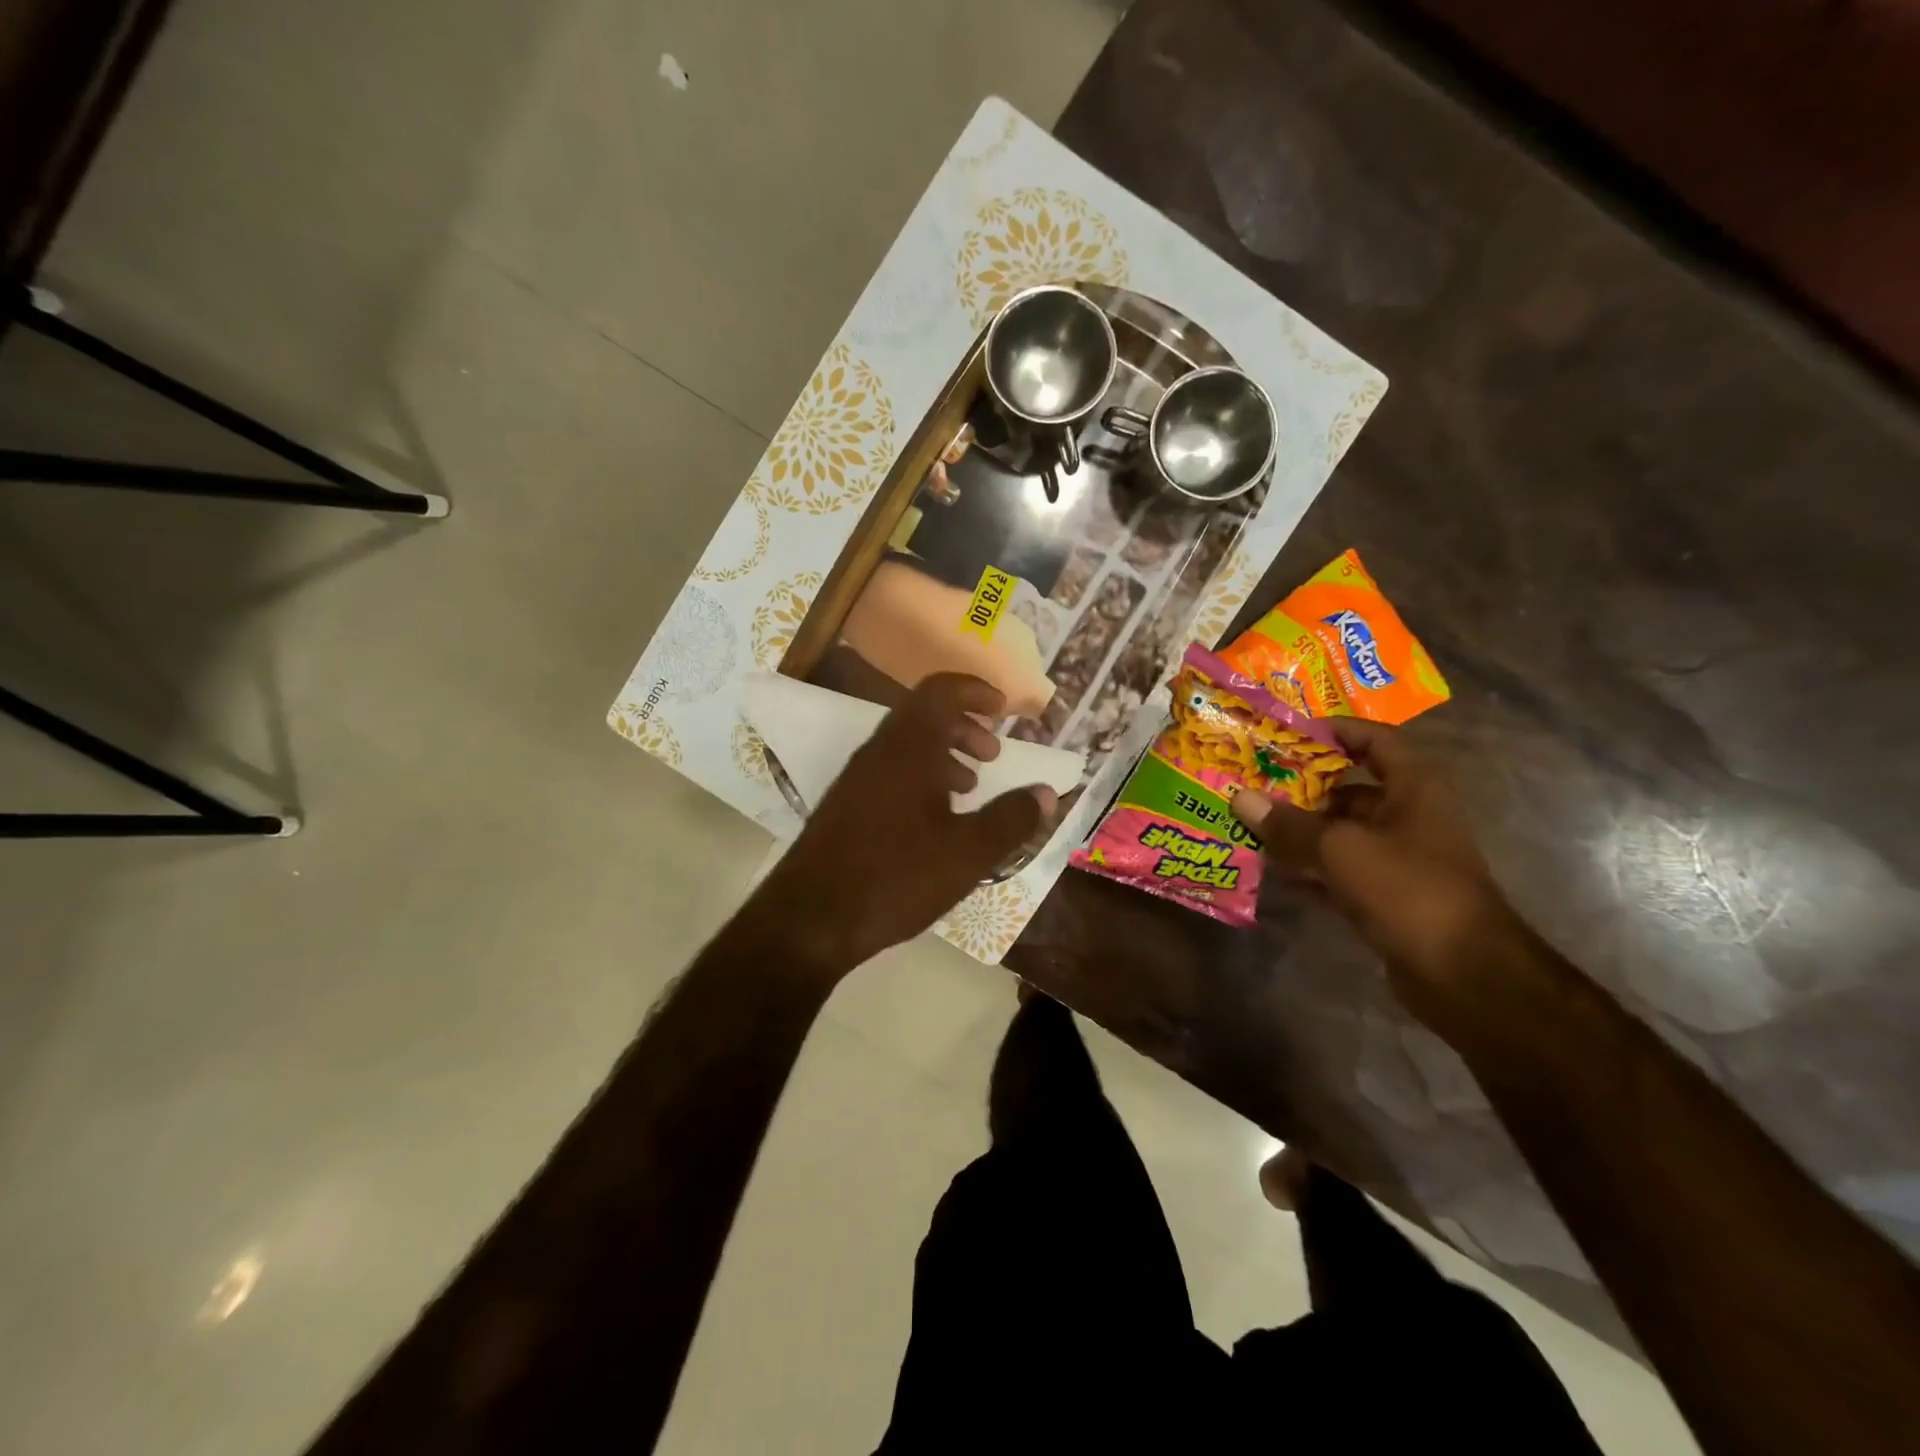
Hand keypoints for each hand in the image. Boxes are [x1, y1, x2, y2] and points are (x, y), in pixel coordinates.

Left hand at [748, 674, 1054, 975]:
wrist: (810, 918)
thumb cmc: (896, 876)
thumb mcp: (968, 853)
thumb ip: (1011, 819)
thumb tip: (1047, 793)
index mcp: (909, 748)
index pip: (941, 690)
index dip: (975, 691)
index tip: (1004, 710)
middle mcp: (880, 752)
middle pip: (924, 714)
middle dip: (965, 726)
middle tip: (993, 753)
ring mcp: (857, 778)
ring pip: (907, 745)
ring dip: (944, 754)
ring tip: (970, 787)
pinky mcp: (846, 804)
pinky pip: (891, 770)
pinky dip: (921, 777)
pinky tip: (935, 820)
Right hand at [1230, 718, 1523, 1027]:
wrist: (1465, 975)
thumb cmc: (1409, 889)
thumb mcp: (1341, 849)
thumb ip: (1289, 824)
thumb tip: (1240, 798)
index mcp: (1413, 789)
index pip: (1376, 740)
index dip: (1336, 731)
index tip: (1288, 734)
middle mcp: (1409, 817)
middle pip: (1350, 788)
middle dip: (1302, 785)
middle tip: (1253, 781)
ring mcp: (1399, 860)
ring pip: (1341, 833)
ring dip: (1300, 830)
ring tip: (1251, 823)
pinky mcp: (1387, 897)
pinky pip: (1339, 872)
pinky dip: (1309, 870)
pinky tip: (1271, 871)